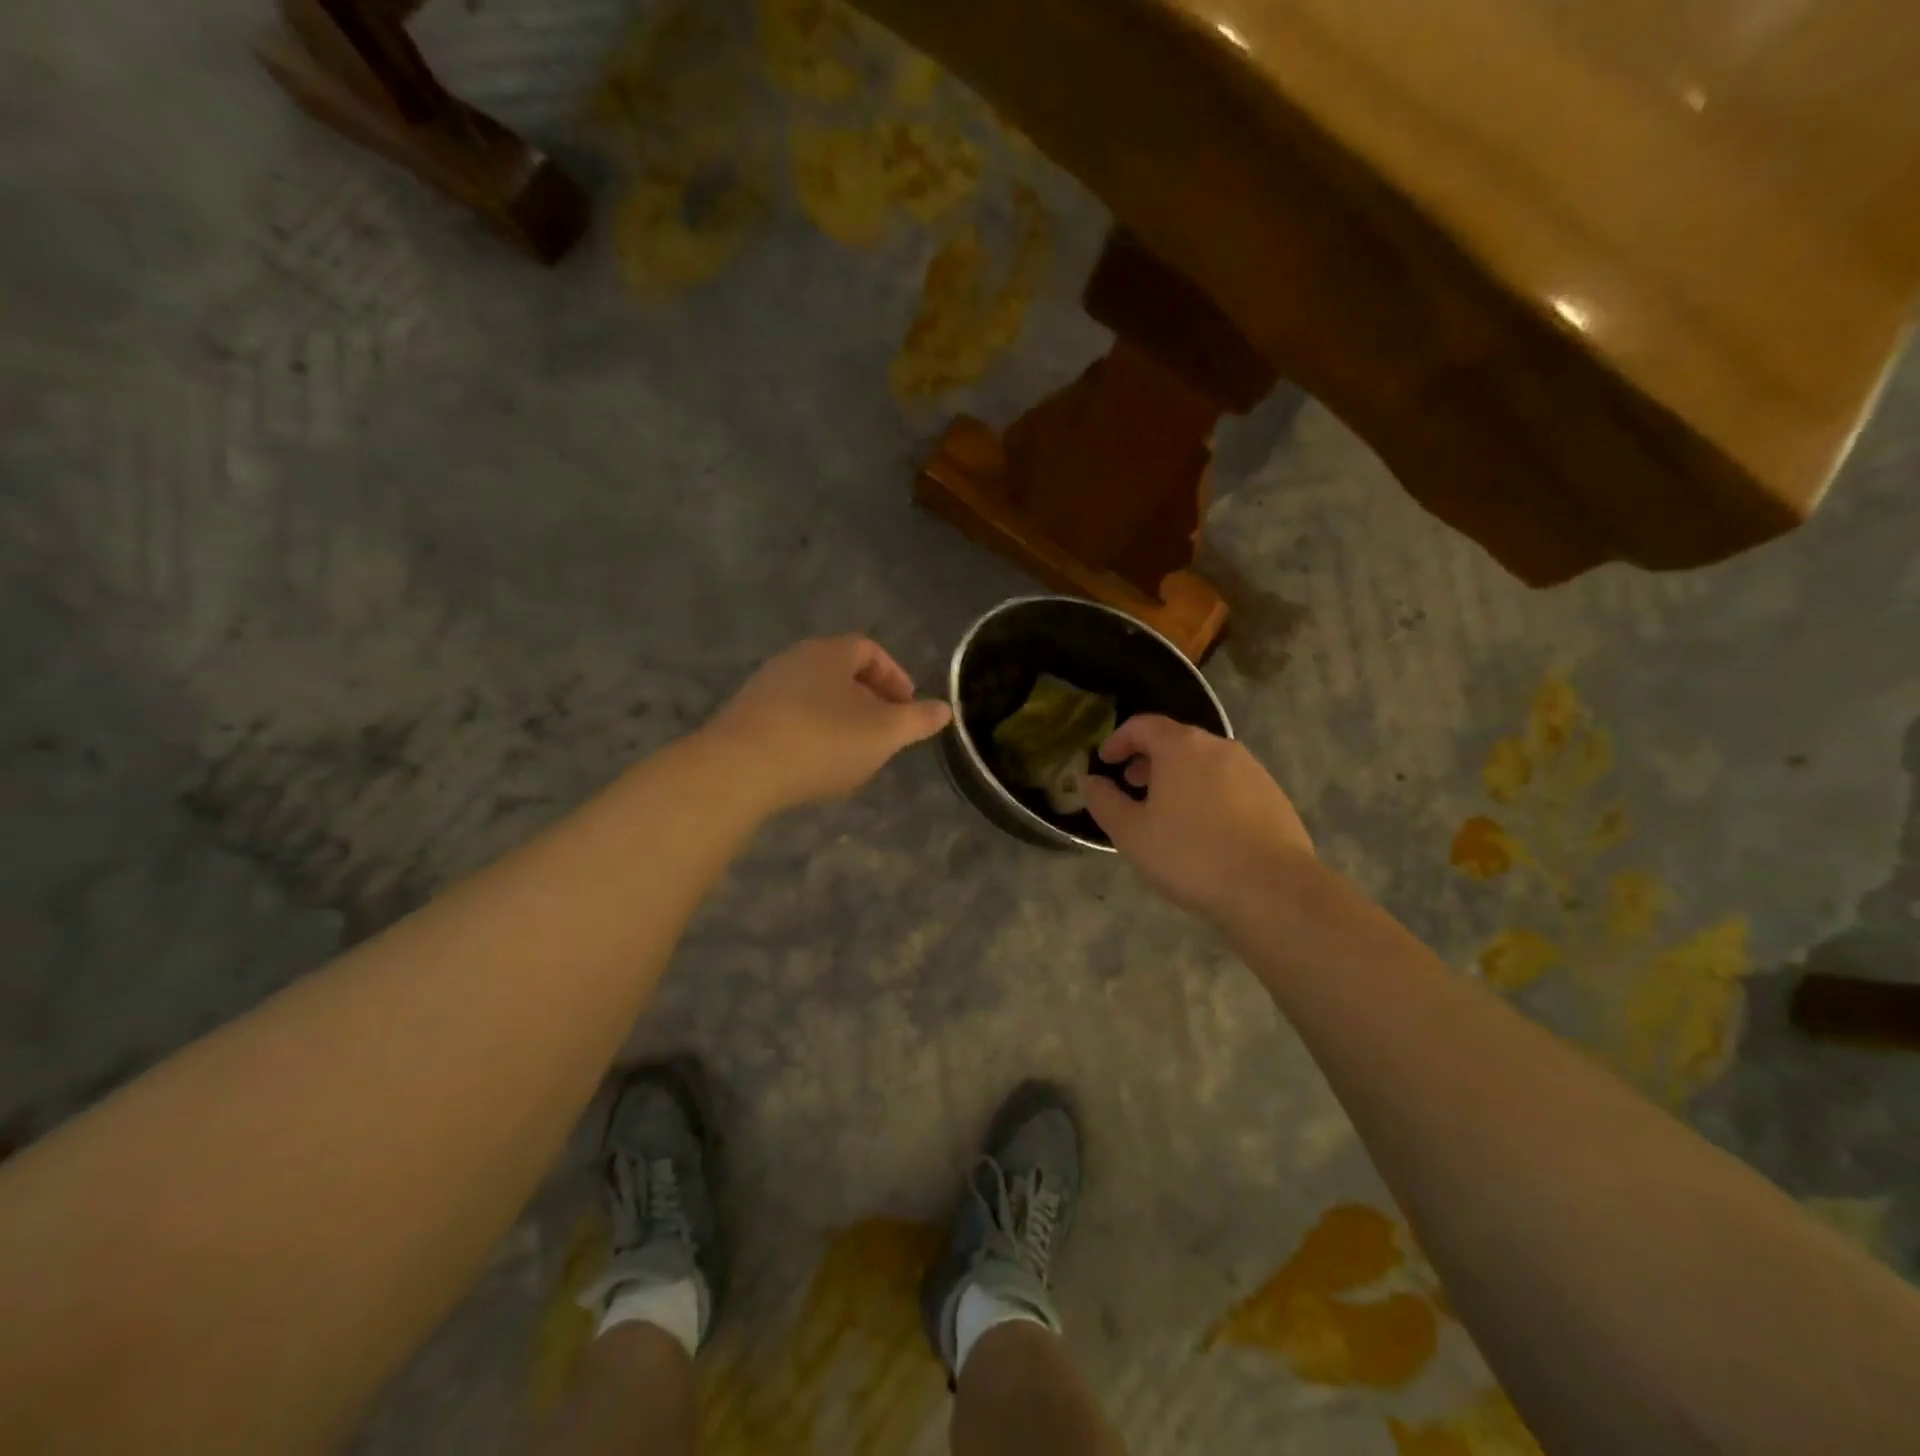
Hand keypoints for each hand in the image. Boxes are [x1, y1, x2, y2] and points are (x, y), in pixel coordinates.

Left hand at [703, 635, 952, 811]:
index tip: (908, 706)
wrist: (738, 769)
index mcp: (829, 653)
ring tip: (853, 749)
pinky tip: (814, 761)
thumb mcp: (883, 733)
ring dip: (839, 716)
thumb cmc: (822, 741)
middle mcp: (794, 659)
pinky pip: (789, 715)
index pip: (869, 649)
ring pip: (814, 694)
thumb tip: (944, 708)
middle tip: (885, 729)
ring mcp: (764, 687)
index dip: (894, 675)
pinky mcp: (743, 716)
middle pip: (839, 670)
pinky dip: (811, 730)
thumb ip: (916, 720)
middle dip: (868, 698)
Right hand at [1085, 715, 1314, 925]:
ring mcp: (1252, 770)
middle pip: (1177, 740)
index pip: (1143, 725)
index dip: (1119, 739)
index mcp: (1181, 747)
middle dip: (1149, 759)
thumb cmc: (1190, 855)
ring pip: (1206, 762)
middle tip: (1132, 785)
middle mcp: (1219, 747)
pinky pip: (1230, 783)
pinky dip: (1208, 792)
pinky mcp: (1274, 796)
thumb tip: (1091, 781)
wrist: (1272, 888)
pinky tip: (1205, 829)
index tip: (1105, 761)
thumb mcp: (1131, 833)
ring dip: (1180, 776)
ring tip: (1167, 810)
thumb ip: (1105, 802)